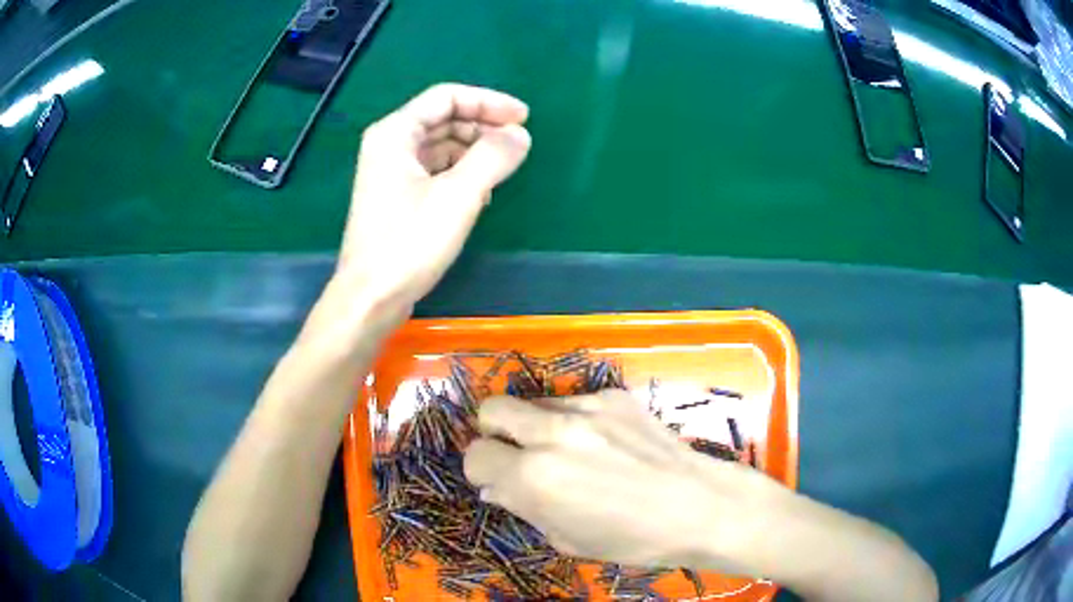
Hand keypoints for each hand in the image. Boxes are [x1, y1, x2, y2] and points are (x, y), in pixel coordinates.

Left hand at [336, 84, 531, 322]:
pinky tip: (481, 193)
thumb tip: (520, 135)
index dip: (488, 101)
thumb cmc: (409, 243)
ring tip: (504, 170)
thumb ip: (493, 156)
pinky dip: (461, 173)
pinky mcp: (398, 197)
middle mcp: (390, 145)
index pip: (447, 97)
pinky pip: (436, 170)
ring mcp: (392, 172)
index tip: (524, 118)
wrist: (372, 297)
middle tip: (518, 144)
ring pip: (441, 146)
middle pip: (444, 119)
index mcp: (396, 133)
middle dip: (483, 126)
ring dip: (474, 151)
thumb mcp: (458, 195)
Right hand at [463, 390, 785, 573]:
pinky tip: (604, 443)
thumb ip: (524, 508)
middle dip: (494, 434)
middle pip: (491, 410)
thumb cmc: (633, 539)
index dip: (482, 471)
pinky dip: (574, 421)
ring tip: (568, 451)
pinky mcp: (614, 395)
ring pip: (533, 403)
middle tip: (517, 455)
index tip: (498, 481)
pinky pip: (574, 402)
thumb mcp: (567, 539)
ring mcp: (586, 408)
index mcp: (533, 478)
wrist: (700, 506)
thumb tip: (497, 485)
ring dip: (535, 426)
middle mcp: (551, 434)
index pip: (475, 456)